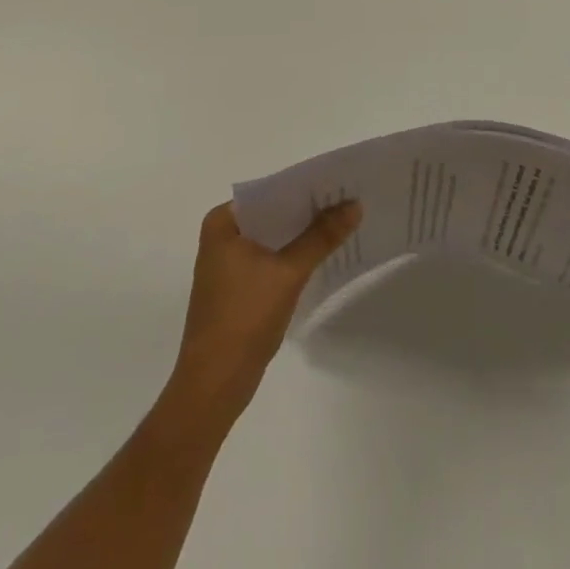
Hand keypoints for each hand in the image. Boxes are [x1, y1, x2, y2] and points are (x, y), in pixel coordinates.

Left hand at [169, 200, 361, 419]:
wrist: (214, 387)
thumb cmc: (244, 318)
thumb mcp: (288, 272)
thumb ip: (322, 236)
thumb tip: (355, 204)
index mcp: (223, 222)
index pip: (271, 191)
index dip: (306, 187)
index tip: (340, 182)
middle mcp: (222, 236)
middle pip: (273, 213)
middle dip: (308, 210)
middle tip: (349, 199)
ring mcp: (227, 264)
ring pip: (274, 237)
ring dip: (303, 234)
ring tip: (343, 222)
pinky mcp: (237, 288)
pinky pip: (270, 259)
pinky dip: (294, 256)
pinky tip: (323, 255)